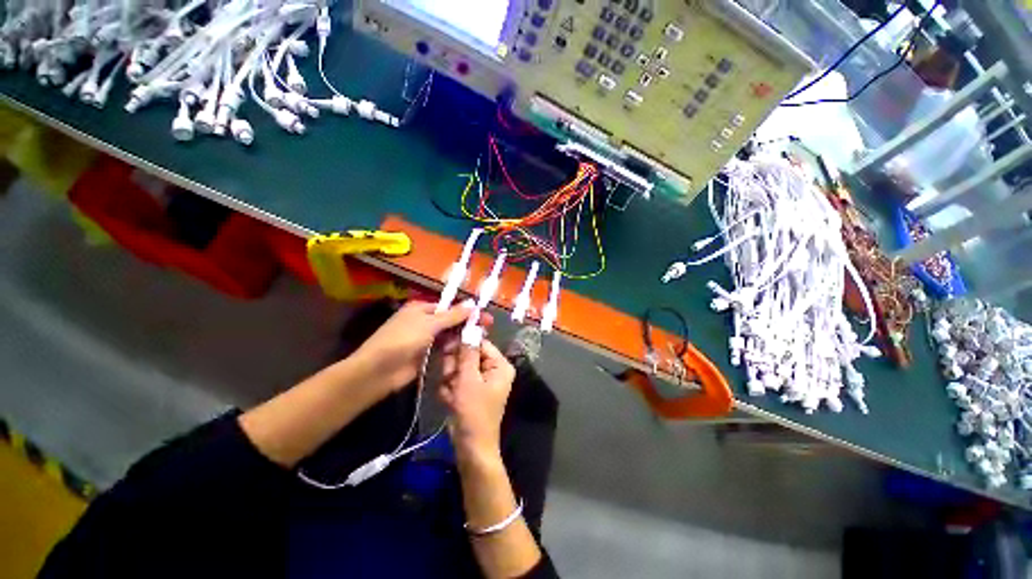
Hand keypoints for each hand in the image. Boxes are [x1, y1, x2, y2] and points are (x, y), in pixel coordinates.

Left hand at [353, 301, 489, 391]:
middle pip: (451, 320)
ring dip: (462, 336)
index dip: (467, 310)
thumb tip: (473, 303)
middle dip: (467, 323)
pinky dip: (454, 348)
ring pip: (449, 335)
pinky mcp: (426, 355)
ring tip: (480, 339)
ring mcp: (425, 339)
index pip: (449, 307)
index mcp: (421, 308)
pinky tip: (467, 350)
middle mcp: (424, 321)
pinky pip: (444, 348)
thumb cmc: (402, 340)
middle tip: (488, 327)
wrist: (378, 372)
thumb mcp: (428, 324)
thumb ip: (452, 315)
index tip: (485, 315)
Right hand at [440, 339, 515, 458]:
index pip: (481, 343)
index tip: (447, 346)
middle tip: (450, 377)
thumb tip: (469, 329)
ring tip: (451, 393)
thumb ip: (467, 353)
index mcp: (499, 365)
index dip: (464, 343)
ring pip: (459, 367)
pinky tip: (450, 400)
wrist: (471, 447)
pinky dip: (450, 389)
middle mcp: (492, 370)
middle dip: (456, 366)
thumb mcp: (469, 379)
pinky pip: (456, 380)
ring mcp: (481, 381)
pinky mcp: (470, 390)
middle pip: (468, 355)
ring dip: (451, 379)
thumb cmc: (473, 411)